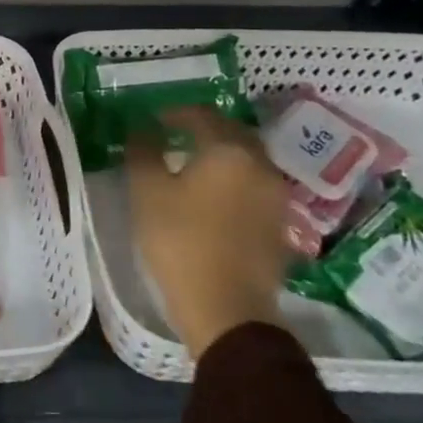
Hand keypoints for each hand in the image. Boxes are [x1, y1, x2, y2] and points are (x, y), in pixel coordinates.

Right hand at [127, 106, 288, 358]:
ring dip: (222, 153)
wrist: (227, 309)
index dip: (175, 113)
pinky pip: (255, 185)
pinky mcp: (280, 224)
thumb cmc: (180, 241)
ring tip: (193, 164)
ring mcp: (276, 196)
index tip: (153, 120)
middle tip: (175, 135)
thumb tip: (142, 128)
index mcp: (228, 151)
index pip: (202, 115)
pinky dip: (234, 179)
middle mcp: (260, 165)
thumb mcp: (147, 191)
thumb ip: (143, 151)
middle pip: (232, 132)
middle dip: (203, 129)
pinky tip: (214, 194)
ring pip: (248, 159)